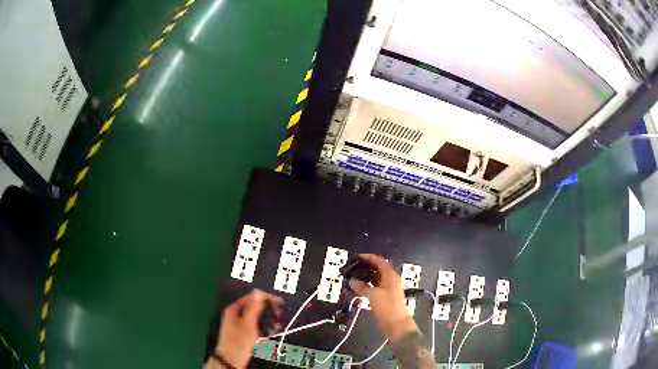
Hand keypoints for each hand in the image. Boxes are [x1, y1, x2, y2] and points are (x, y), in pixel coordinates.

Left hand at [212, 290, 282, 368]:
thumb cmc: (239, 341)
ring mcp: (239, 323)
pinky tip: (271, 332)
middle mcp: (236, 313)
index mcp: (234, 308)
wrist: (232, 360)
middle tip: (279, 316)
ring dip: (268, 320)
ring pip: (257, 317)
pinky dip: (264, 327)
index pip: (252, 297)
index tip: (280, 303)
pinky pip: (256, 325)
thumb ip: (253, 308)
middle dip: (268, 311)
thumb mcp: (248, 324)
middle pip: (255, 306)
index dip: (267, 298)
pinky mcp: (244, 332)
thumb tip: (258, 292)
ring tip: (276, 327)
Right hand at [348, 254, 417, 341]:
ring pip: (376, 279)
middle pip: (378, 269)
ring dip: (366, 278)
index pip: (380, 261)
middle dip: (366, 268)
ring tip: (353, 278)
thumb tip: (352, 281)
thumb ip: (362, 286)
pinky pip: (376, 287)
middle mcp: (391, 280)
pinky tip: (358, 289)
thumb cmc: (387, 307)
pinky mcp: (386, 297)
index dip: (369, 257)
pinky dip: (367, 286)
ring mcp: (389, 289)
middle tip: (353, 268)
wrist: (397, 324)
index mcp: (391, 276)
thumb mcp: (373, 295)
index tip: (358, 257)